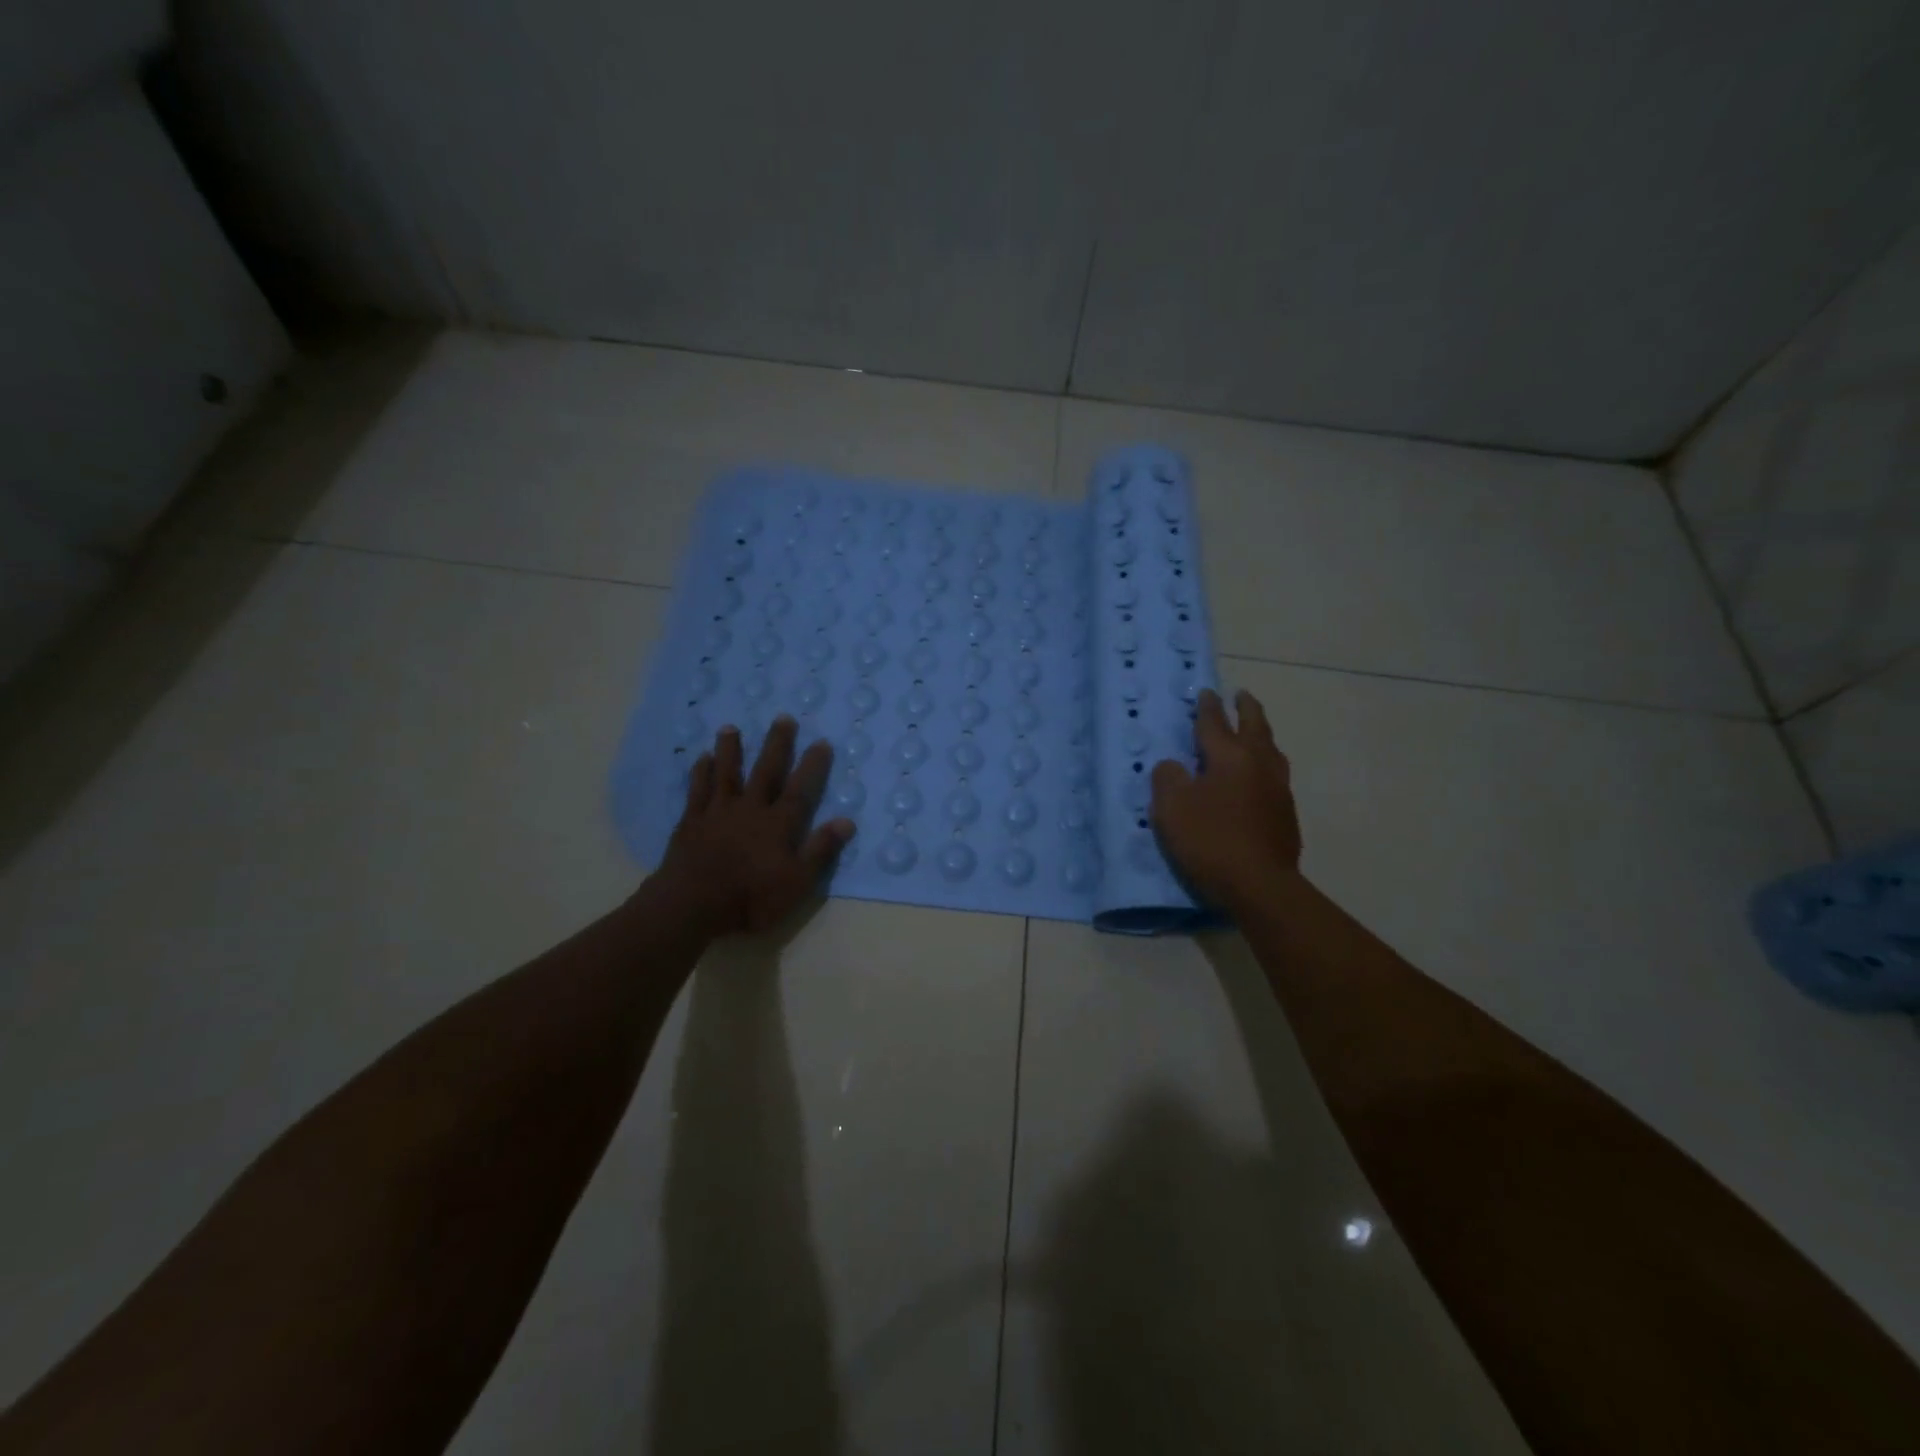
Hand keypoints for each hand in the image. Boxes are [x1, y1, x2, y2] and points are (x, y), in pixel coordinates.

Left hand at [654, 717, 854, 935]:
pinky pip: (698, 791)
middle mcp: (750, 809)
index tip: (821, 742)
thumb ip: (821, 850)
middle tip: (783, 718)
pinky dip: (701, 773)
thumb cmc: (751, 898)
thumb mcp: (797, 882)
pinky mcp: (691, 822)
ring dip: (730, 750)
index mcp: (778, 824)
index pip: (800, 790)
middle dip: (776, 745)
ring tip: (731, 727)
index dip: (812, 766)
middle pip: (766, 771)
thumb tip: (847, 821)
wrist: (692, 905)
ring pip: (726, 774)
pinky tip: (701, 759)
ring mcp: (718, 813)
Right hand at [1150, 688, 1302, 912]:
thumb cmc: (1211, 840)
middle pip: (1255, 727)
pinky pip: (1275, 775)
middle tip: (1242, 695)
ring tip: (1255, 730)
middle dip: (1246, 709)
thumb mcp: (1171, 808)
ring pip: (1271, 750)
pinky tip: (1258, 775)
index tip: (1206, 692)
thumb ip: (1168, 779)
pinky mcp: (1286, 814)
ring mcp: (1278, 789)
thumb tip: (1173, 767)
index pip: (1214, 723)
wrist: (1260, 885)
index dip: (1207, 707)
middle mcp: (1258, 764)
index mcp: (1229, 757)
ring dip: (1261, 734)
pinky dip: (1265, 763)